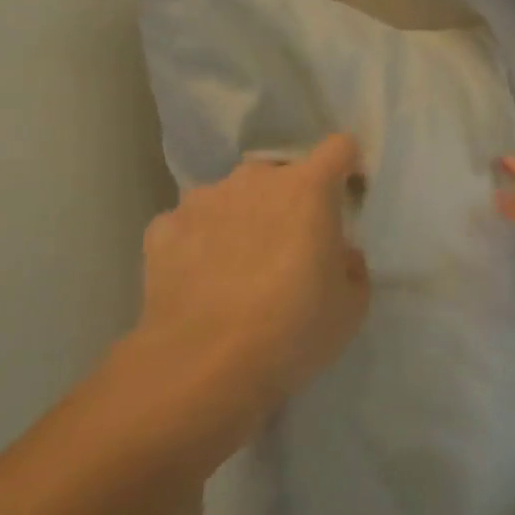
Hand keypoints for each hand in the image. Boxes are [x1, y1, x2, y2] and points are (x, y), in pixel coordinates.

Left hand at [132, 135, 369, 412]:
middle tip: (290, 248)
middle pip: (282, 175)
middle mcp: (255, 179)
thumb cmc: (292, 329)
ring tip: (238, 268)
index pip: (338, 148)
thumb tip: (338, 253)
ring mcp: (203, 199)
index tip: (346, 198)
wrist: (201, 367)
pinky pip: (192, 223)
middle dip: (289, 201)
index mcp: (308, 188)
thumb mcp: (351, 306)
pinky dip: (200, 242)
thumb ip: (351, 265)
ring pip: (234, 197)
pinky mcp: (163, 227)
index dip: (346, 168)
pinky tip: (200, 280)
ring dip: (243, 218)